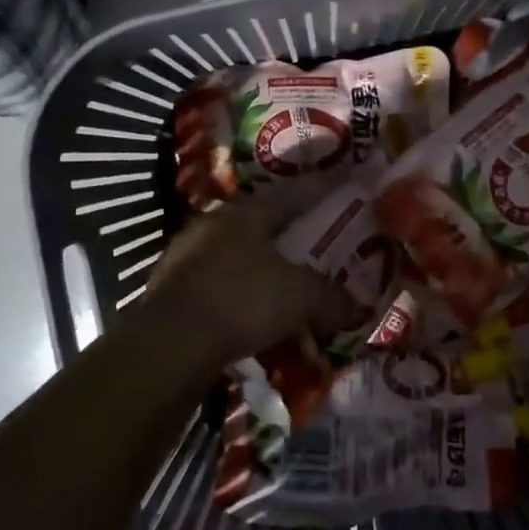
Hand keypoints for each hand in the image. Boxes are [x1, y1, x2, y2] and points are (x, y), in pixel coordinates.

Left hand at [135, 199, 361, 380]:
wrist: (170, 345)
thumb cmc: (243, 301)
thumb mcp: (302, 297)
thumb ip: (333, 298)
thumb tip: (359, 307)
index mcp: (244, 213)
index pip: (290, 195)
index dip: (318, 191)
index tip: (339, 184)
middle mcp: (211, 225)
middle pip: (258, 225)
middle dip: (286, 234)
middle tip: (312, 243)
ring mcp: (184, 257)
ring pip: (234, 256)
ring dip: (258, 267)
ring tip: (281, 283)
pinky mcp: (169, 291)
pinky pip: (215, 285)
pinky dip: (236, 294)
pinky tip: (248, 313)